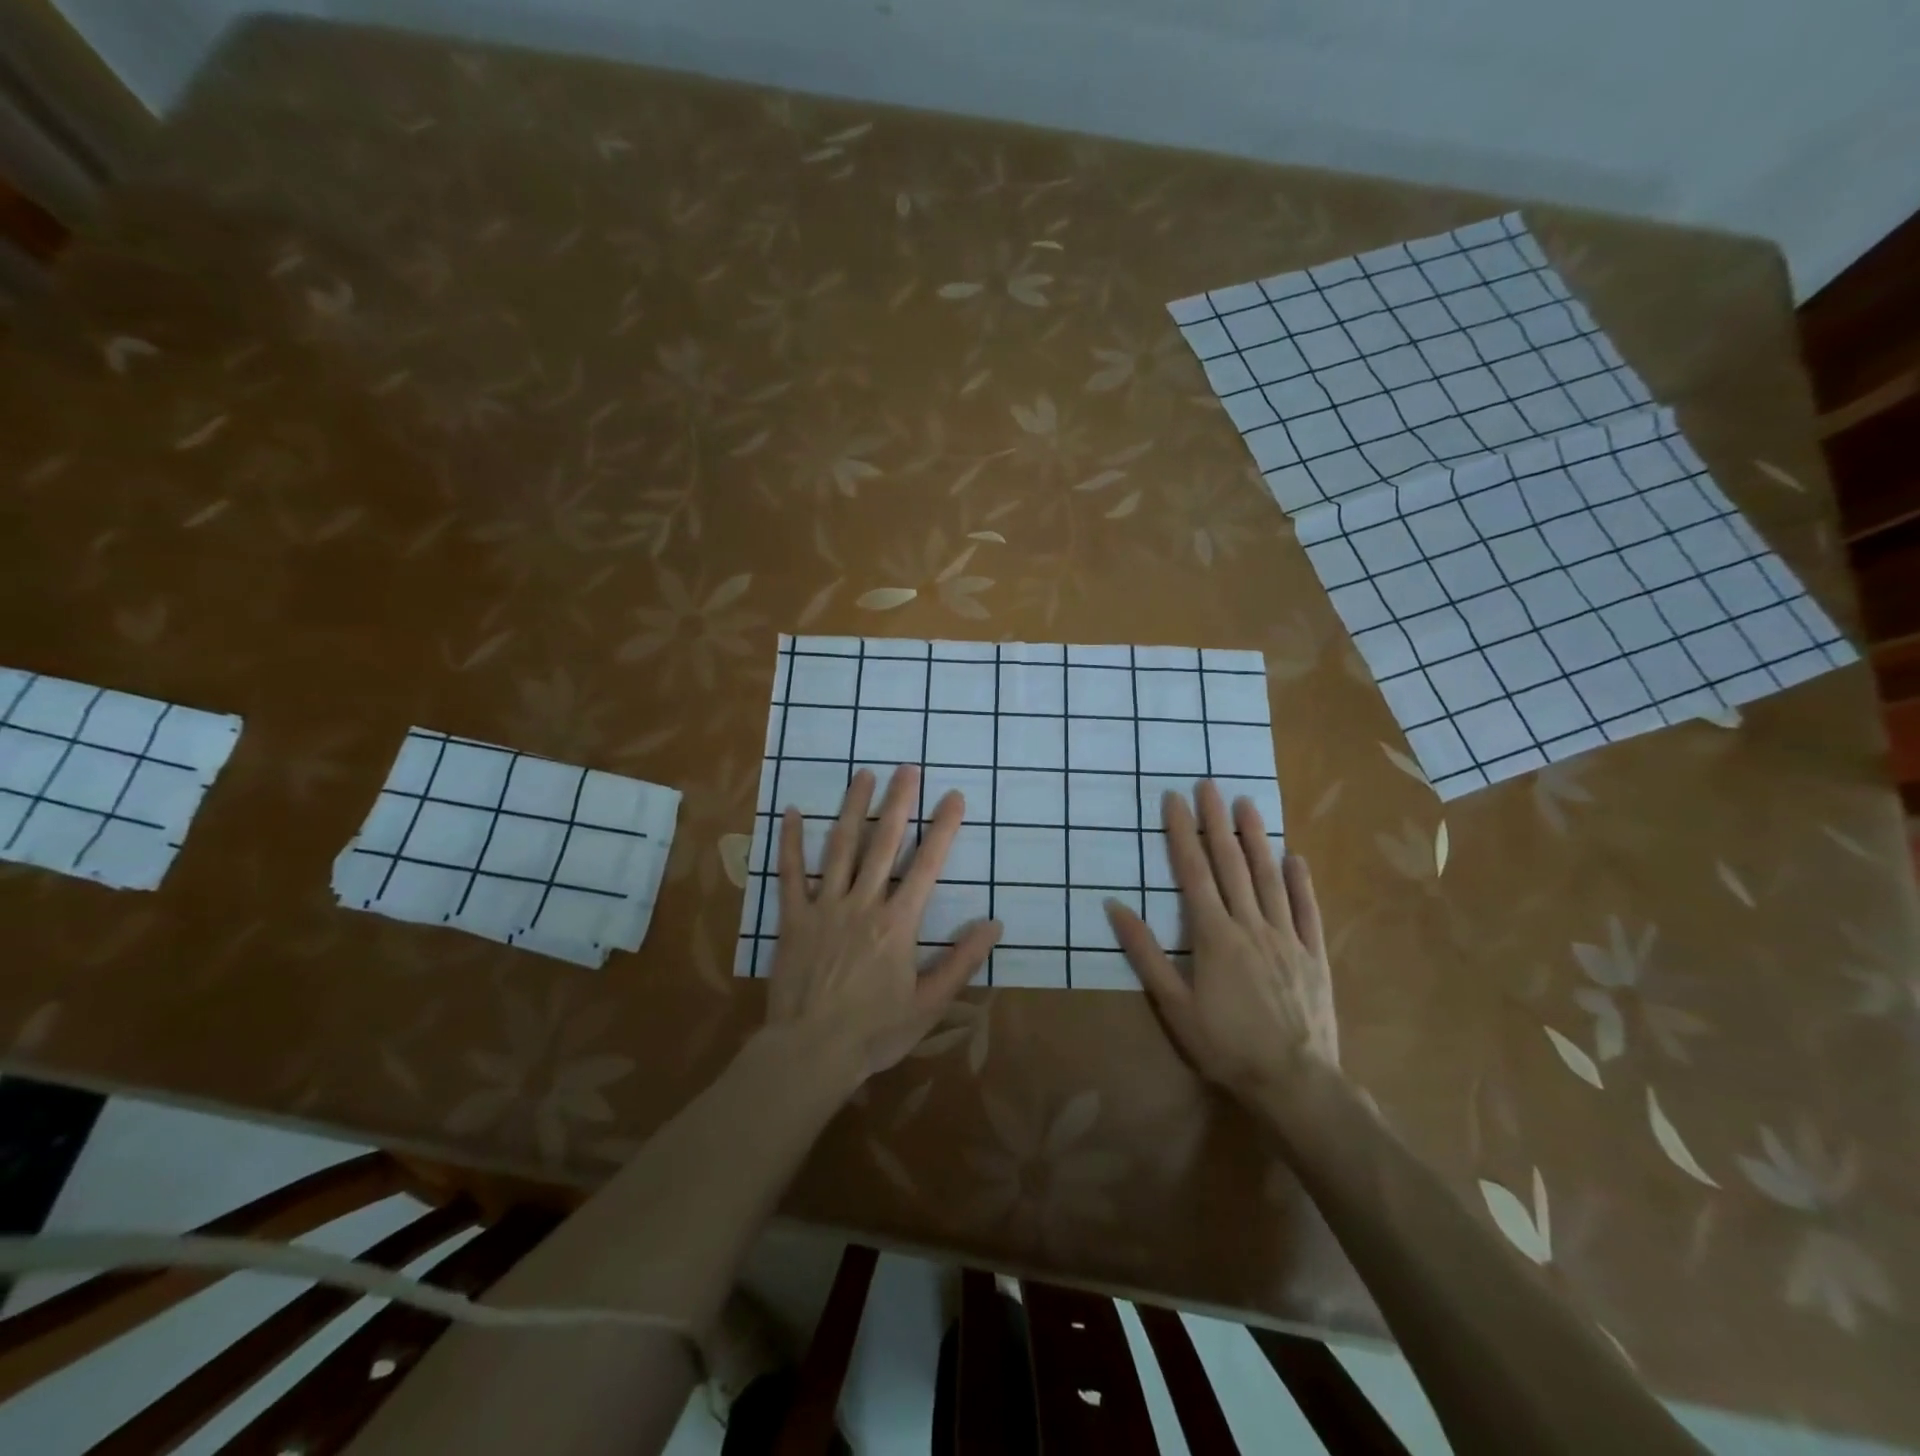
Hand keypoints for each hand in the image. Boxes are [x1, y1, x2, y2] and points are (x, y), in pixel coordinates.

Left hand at [767, 765, 1001, 1079]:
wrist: (811, 1052)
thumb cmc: (875, 1031)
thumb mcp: (930, 1004)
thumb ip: (962, 961)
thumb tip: (994, 924)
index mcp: (898, 923)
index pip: (927, 865)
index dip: (943, 828)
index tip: (954, 797)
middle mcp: (863, 903)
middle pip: (884, 843)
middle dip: (899, 803)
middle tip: (908, 768)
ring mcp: (824, 907)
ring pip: (841, 847)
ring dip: (854, 809)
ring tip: (864, 775)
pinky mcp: (793, 919)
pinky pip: (791, 874)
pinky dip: (792, 842)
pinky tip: (793, 813)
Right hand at [1106, 779, 1337, 1094]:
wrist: (1295, 1082)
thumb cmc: (1225, 1045)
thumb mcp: (1174, 1006)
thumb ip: (1145, 954)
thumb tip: (1115, 907)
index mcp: (1214, 935)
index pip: (1194, 872)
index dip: (1182, 833)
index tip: (1174, 799)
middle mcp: (1251, 925)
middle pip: (1231, 864)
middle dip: (1217, 822)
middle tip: (1209, 785)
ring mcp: (1286, 938)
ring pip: (1270, 878)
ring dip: (1256, 839)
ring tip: (1247, 805)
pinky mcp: (1313, 956)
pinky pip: (1307, 911)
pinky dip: (1301, 882)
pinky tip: (1295, 858)